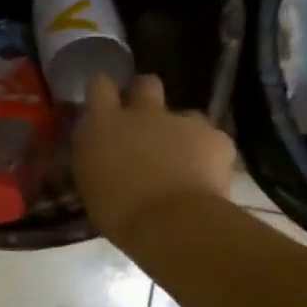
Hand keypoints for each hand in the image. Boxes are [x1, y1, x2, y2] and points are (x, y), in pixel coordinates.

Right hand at [73, 74, 234, 242]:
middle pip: (146, 84)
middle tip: (143, 122)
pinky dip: (208, 154)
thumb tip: (100, 148)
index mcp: (105, 124)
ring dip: (180, 131)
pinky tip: (206, 177)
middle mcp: (143, 113)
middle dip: (145, 96)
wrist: (173, 223)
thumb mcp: (90, 182)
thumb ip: (95, 156)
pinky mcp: (216, 137)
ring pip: (184, 114)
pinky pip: (211, 139)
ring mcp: (182, 122)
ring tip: (182, 160)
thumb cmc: (119, 212)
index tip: (105, 104)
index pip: (99, 85)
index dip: (104, 91)